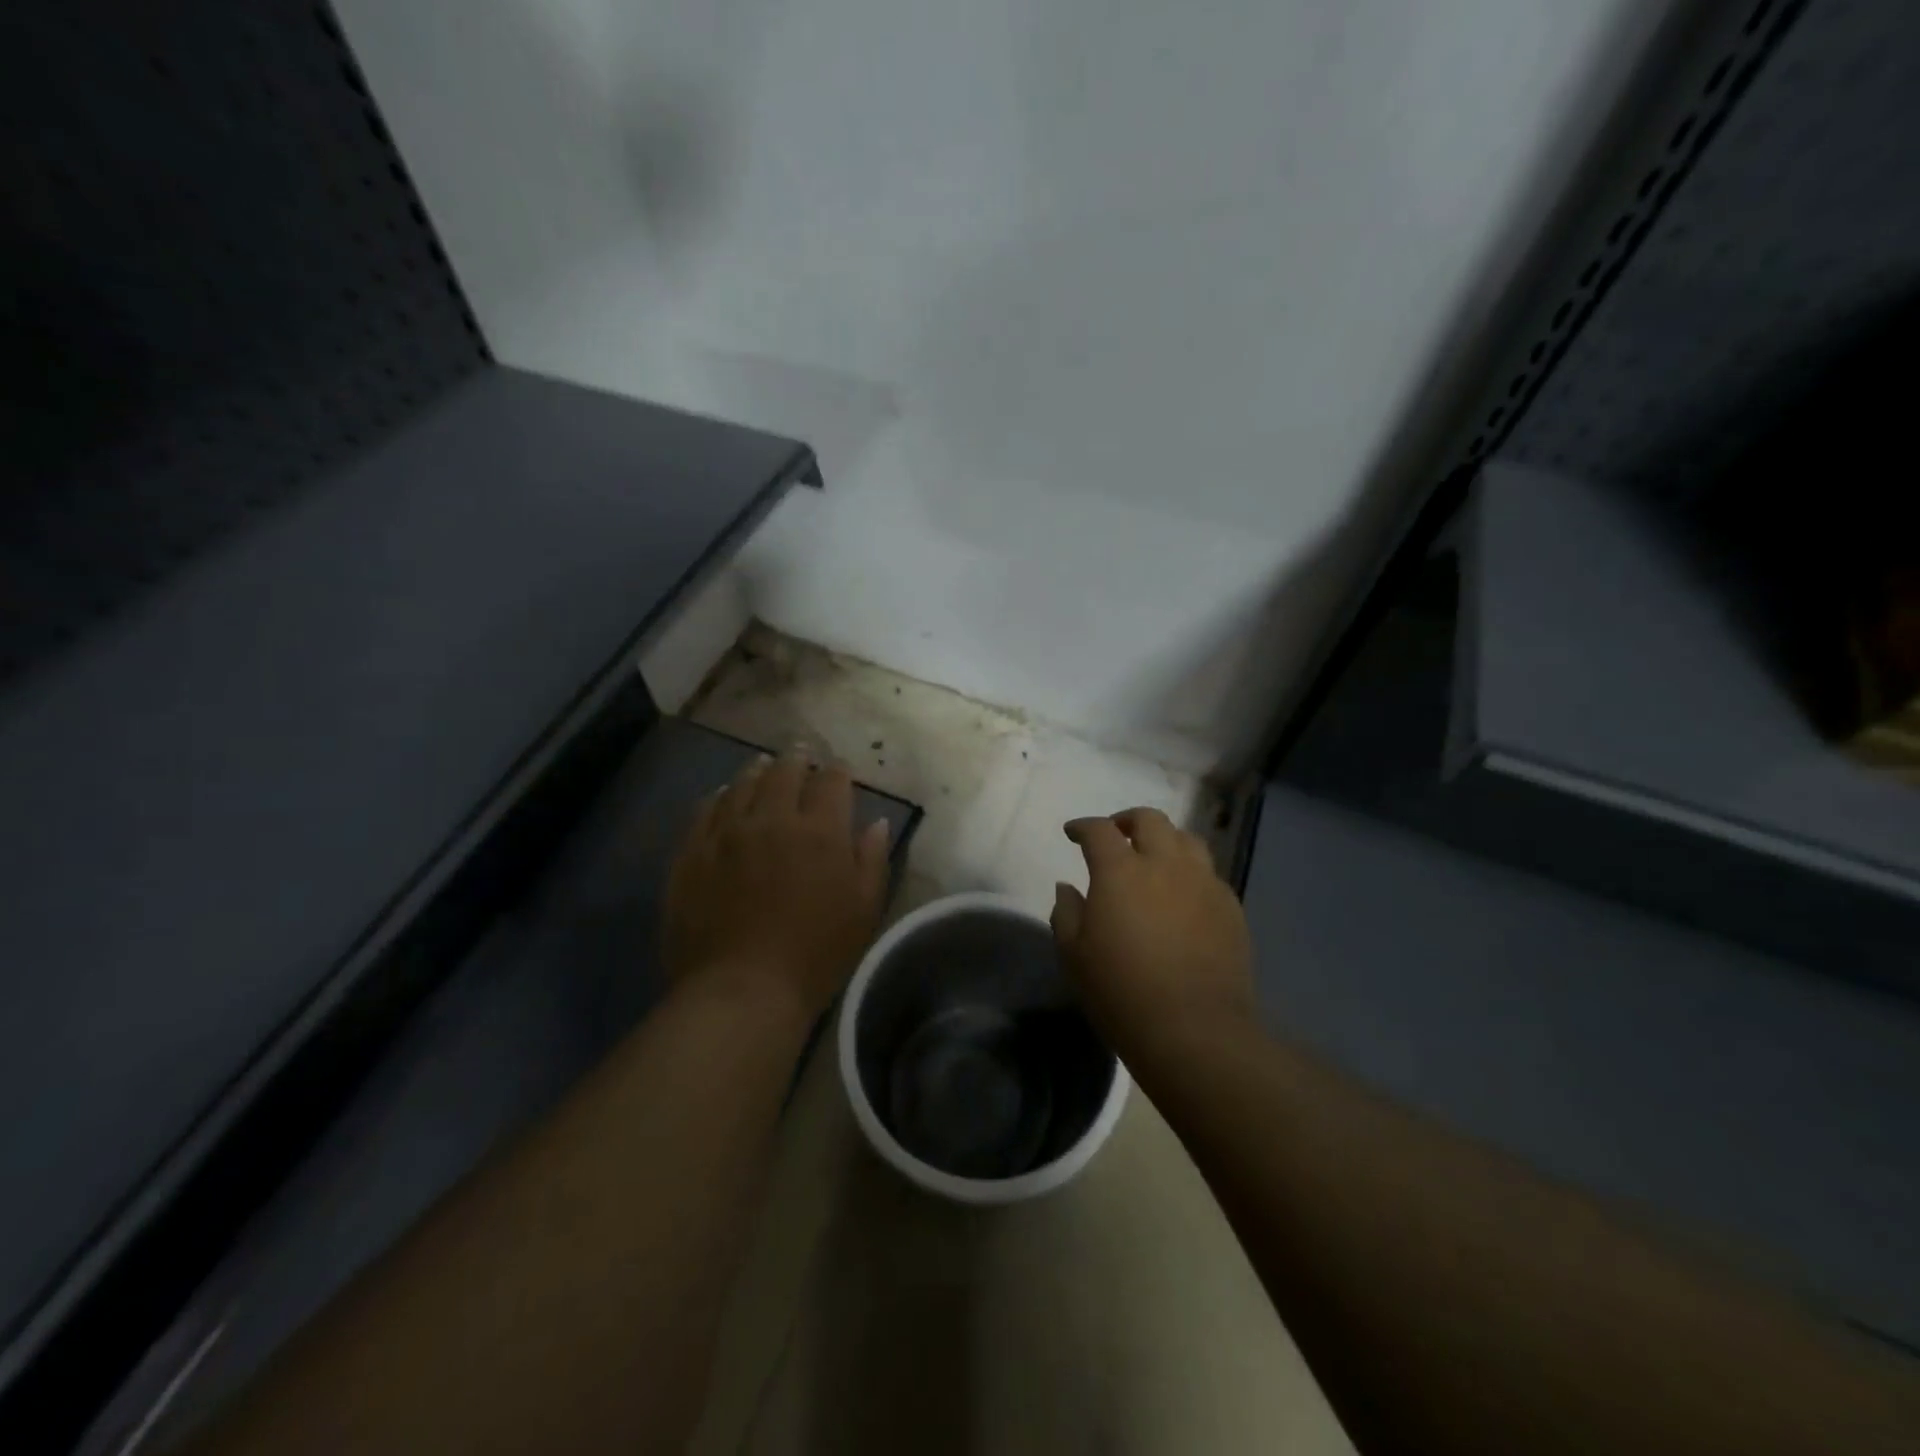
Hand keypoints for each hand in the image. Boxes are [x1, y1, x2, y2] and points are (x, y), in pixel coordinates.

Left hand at [664, 751, 890, 1020]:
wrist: (742, 989)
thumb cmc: (816, 953)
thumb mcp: (864, 910)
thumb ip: (872, 859)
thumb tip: (876, 822)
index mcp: (820, 831)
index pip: (831, 782)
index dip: (838, 772)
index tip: (840, 771)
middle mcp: (772, 819)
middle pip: (784, 773)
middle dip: (797, 760)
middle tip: (801, 755)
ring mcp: (727, 833)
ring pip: (742, 785)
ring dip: (757, 771)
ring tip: (763, 765)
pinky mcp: (692, 853)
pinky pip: (705, 811)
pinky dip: (718, 797)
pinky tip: (722, 796)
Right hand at [1052, 807, 1255, 1051]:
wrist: (1194, 1031)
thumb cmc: (1121, 992)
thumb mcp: (1074, 955)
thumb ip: (1066, 912)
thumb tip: (1068, 887)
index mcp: (1120, 871)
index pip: (1099, 830)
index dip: (1083, 826)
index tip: (1073, 832)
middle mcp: (1165, 864)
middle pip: (1149, 820)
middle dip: (1127, 820)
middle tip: (1116, 835)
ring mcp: (1204, 883)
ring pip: (1187, 840)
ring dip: (1164, 840)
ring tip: (1154, 858)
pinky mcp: (1230, 907)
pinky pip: (1209, 874)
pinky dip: (1190, 873)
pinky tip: (1182, 896)